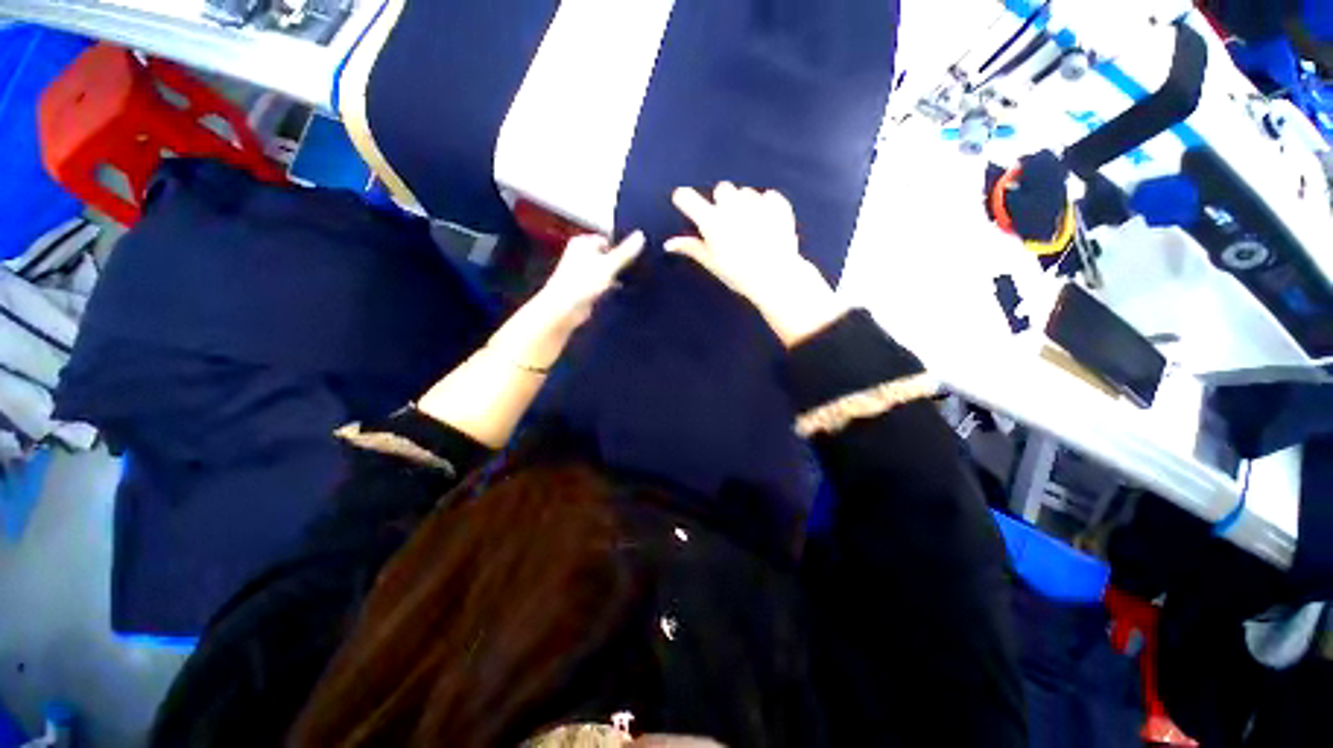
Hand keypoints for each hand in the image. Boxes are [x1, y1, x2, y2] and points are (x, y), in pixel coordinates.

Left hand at [535, 232, 645, 329]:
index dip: (622, 247)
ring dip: (617, 276)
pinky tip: (622, 292)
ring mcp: (583, 273)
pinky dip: (612, 287)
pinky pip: (604, 284)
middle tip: (638, 267)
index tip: (637, 253)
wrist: (565, 308)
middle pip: (607, 255)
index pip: (608, 240)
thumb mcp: (609, 264)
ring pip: (606, 271)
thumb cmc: (581, 282)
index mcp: (583, 243)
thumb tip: (640, 236)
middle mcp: (581, 255)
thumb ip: (625, 251)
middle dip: (620, 262)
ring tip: (632, 279)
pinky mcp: (586, 288)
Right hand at [666, 183, 845, 346]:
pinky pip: (767, 196)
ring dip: (744, 204)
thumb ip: (690, 248)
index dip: (684, 200)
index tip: (687, 205)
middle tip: (728, 225)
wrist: (775, 277)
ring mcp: (756, 203)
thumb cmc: (738, 274)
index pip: (686, 197)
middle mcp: (732, 206)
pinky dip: (766, 207)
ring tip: (751, 229)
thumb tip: (668, 244)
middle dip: (722, 202)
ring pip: (745, 192)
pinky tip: (767, 226)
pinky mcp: (777, 204)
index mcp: (711, 222)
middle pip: (721, 189)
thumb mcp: (711, 263)